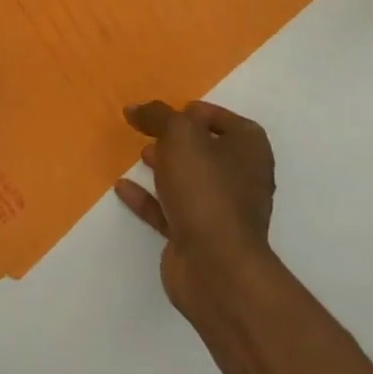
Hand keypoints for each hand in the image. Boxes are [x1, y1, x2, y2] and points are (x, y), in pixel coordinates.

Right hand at [114, 101, 276, 317]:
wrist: (215, 265)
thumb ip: (157, 115)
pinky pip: (169, 211)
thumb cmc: (206, 188)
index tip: (177, 110)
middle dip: (181, 141)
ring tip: (140, 155)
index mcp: (249, 152)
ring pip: (190, 182)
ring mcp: (220, 213)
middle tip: (153, 131)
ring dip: (166, 168)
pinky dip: (148, 198)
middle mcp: (241, 181)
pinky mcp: (197, 239)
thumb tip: (135, 108)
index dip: (206, 114)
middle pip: (209, 153)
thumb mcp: (180, 135)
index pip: (232, 124)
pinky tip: (122, 188)